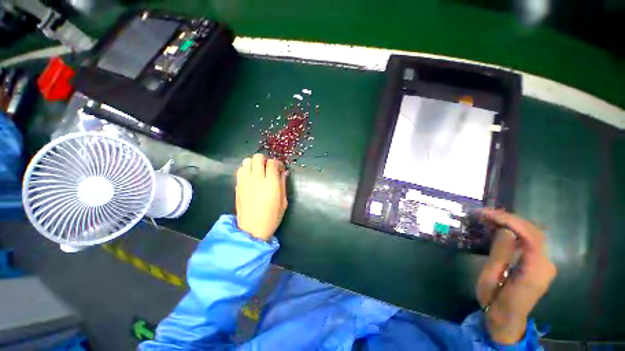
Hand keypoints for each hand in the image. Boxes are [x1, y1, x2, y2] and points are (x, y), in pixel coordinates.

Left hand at [235, 154, 287, 240]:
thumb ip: (283, 184)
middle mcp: (257, 179)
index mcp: (271, 183)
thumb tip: (284, 172)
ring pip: (247, 161)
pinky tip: (251, 176)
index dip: (277, 163)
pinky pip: (240, 170)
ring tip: (259, 170)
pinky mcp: (238, 186)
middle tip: (269, 168)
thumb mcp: (283, 201)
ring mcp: (245, 182)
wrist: (252, 229)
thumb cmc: (272, 216)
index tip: (280, 169)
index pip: (272, 163)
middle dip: (265, 159)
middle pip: (258, 157)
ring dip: (254, 163)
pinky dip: (246, 169)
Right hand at [476, 209, 556, 344]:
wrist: (506, 319)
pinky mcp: (540, 263)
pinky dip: (515, 230)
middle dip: (509, 218)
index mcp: (535, 271)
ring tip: (488, 218)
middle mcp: (546, 264)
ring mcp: (545, 264)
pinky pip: (530, 240)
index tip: (487, 214)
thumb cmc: (494, 301)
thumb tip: (505, 231)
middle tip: (484, 214)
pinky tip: (499, 229)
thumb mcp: (491, 279)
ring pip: (533, 233)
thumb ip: (500, 255)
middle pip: (534, 231)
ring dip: (511, 222)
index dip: (510, 221)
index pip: (530, 236)